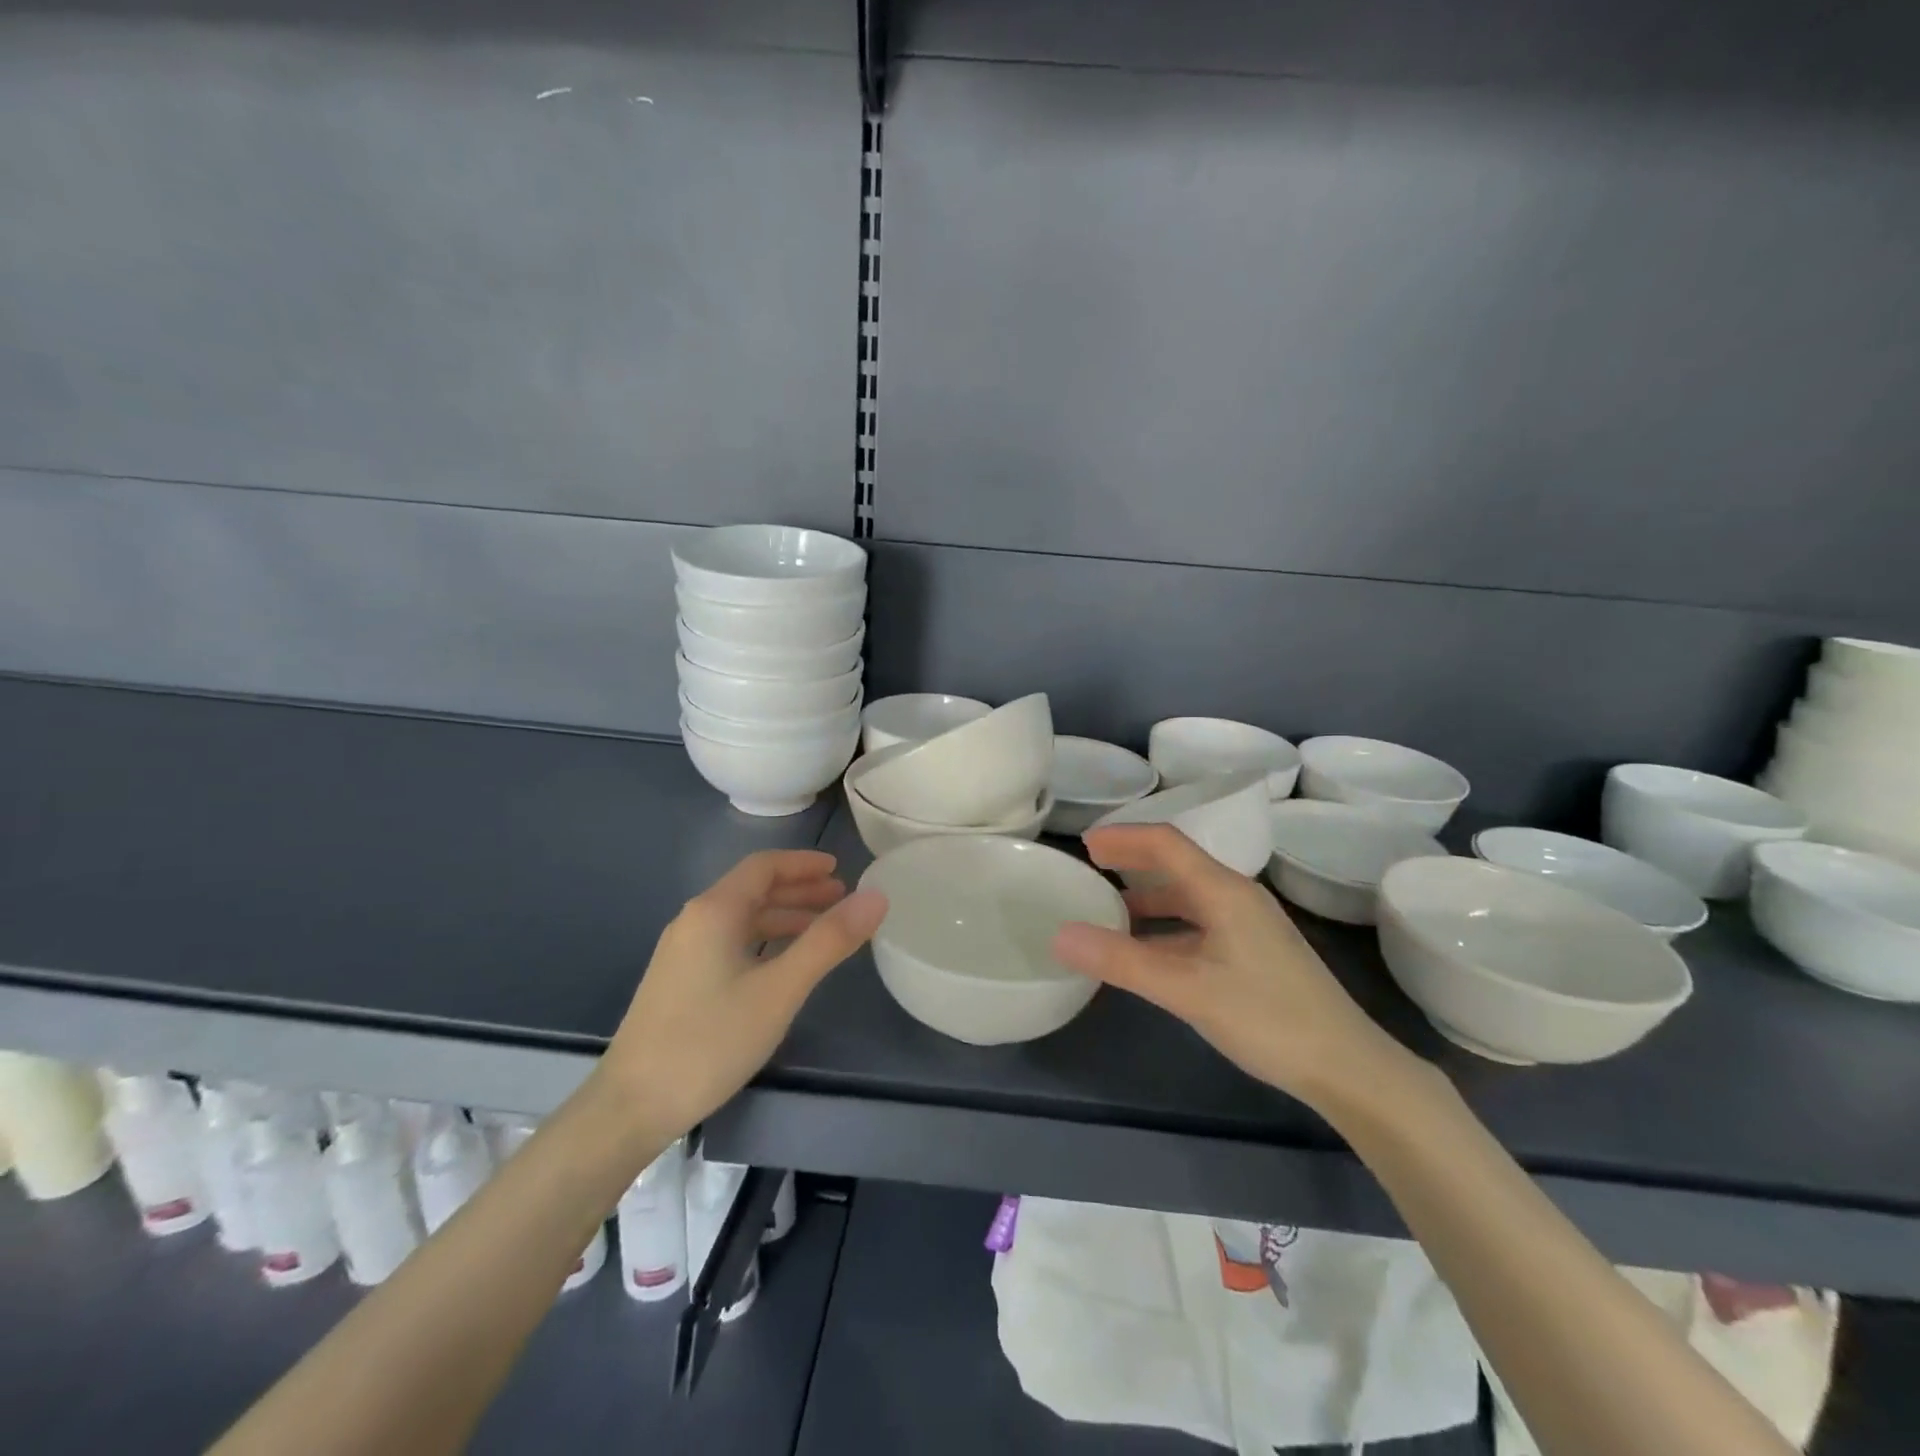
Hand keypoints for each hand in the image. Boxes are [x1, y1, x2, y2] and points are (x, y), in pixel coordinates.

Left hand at [604, 850, 886, 1137]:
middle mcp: (694, 921)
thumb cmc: (710, 1040)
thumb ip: (829, 941)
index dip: (804, 864)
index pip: (764, 866)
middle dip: (799, 890)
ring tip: (822, 931)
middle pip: (753, 890)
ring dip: (784, 917)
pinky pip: (730, 943)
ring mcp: (682, 952)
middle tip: (842, 900)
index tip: (840, 870)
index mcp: (715, 911)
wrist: (630, 1107)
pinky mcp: (678, 981)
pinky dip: (764, 941)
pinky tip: (781, 966)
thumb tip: (876, 897)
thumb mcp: (780, 990)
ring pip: (742, 919)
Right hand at [1051, 824, 1405, 1105]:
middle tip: (1091, 873)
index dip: (1124, 836)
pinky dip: (1166, 931)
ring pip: (1188, 900)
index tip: (1084, 845)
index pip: (1166, 843)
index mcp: (1223, 891)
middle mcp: (1237, 898)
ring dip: (1148, 901)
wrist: (1348, 1067)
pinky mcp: (1255, 955)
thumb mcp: (1187, 989)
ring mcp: (1249, 927)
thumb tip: (1060, 935)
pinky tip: (1149, 956)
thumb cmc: (1267, 1017)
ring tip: (1109, 916)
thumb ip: (1122, 961)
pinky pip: (1199, 927)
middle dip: (1132, 864)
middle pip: (1177, 866)